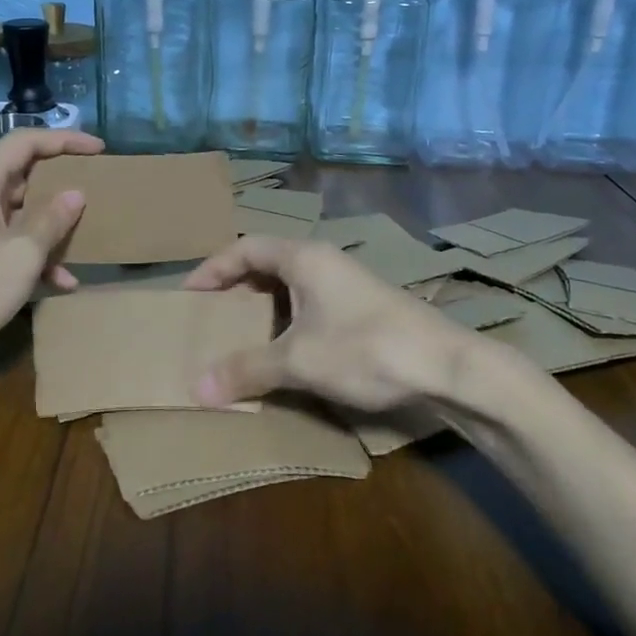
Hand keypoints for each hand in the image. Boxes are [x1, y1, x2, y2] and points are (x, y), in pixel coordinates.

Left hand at [0, 128, 101, 355]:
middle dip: (61, 182)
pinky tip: (62, 282)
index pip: (24, 142)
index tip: (99, 149)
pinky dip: (36, 254)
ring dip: (52, 225)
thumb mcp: (23, 252)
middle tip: (96, 187)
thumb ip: (52, 219)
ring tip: (87, 237)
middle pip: (23, 173)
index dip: (64, 139)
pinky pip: (11, 240)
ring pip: (20, 211)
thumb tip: (75, 194)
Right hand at [182, 237, 471, 413]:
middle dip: (236, 288)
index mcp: (304, 257)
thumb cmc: (366, 348)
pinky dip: (288, 322)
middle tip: (210, 317)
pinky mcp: (363, 308)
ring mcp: (347, 284)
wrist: (447, 366)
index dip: (212, 268)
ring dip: (263, 308)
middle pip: (267, 263)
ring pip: (291, 286)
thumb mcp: (299, 360)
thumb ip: (247, 369)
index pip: (245, 247)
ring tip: (240, 336)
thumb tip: (196, 387)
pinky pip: (310, 305)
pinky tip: (285, 352)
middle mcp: (324, 261)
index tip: (188, 296)